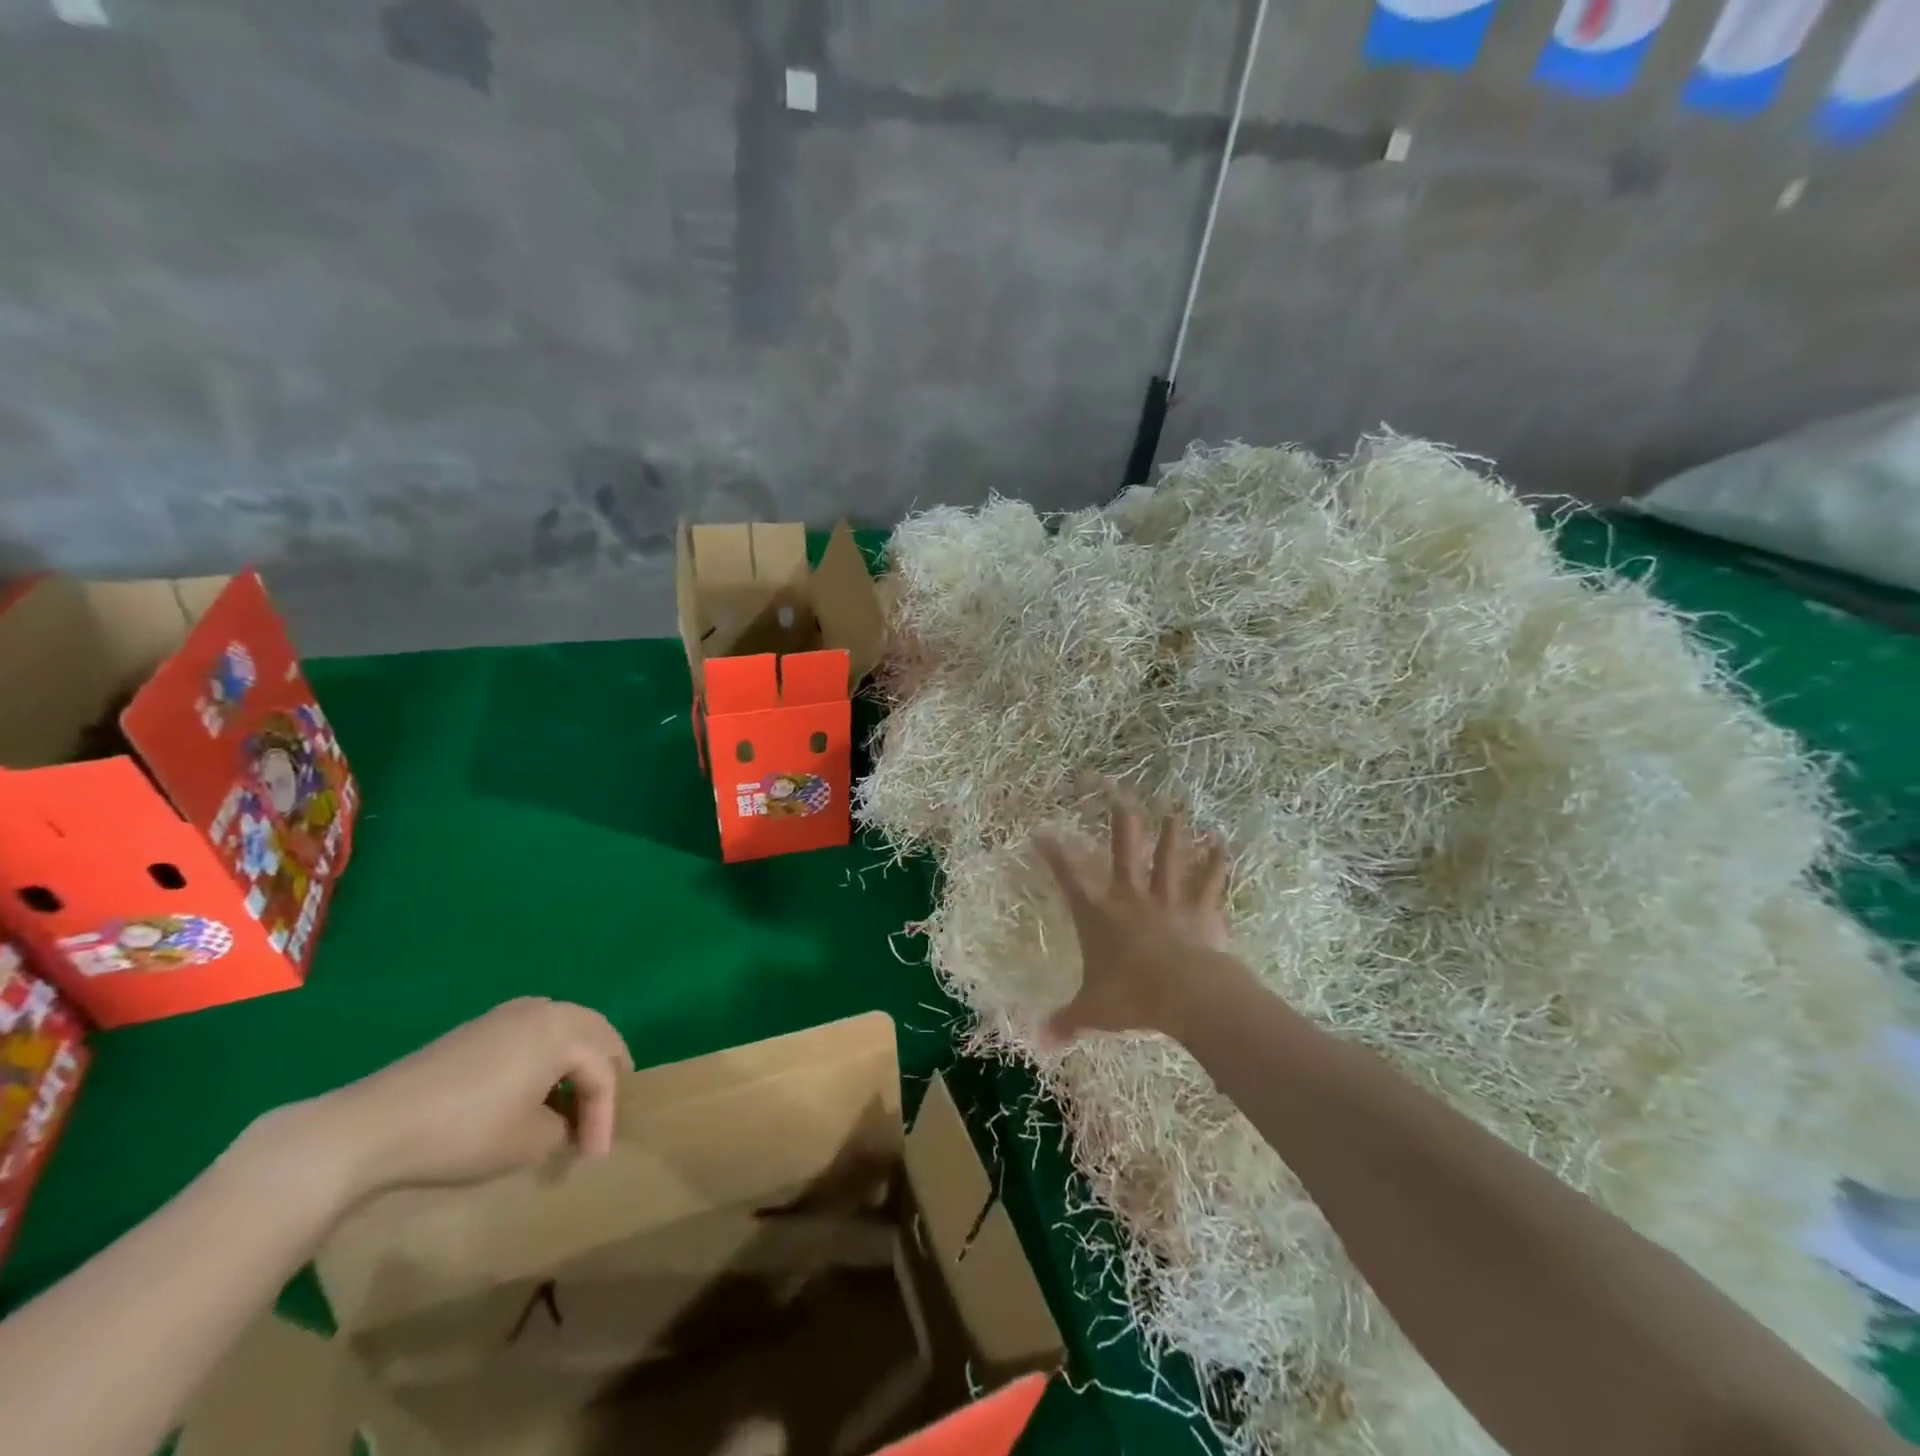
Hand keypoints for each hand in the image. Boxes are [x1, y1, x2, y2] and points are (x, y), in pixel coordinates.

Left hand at [273, 998, 634, 1203]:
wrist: (372, 1127)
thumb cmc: (465, 1132)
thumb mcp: (529, 1142)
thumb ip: (564, 1130)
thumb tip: (565, 1126)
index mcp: (564, 1031)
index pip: (603, 1073)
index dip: (606, 1117)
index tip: (594, 1159)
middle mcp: (546, 1009)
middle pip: (597, 1036)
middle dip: (606, 1075)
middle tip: (605, 1115)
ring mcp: (511, 1014)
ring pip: (568, 1030)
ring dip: (579, 1064)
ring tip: (574, 1103)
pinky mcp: (483, 1026)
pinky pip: (538, 1033)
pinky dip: (550, 1058)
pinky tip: (536, 1092)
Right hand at [1034, 787, 1243, 1046]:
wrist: (1186, 994)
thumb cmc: (1132, 997)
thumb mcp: (1092, 1012)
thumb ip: (1066, 1023)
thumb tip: (1039, 1041)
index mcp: (1098, 913)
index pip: (1068, 875)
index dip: (1053, 851)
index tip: (1042, 830)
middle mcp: (1131, 895)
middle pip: (1124, 846)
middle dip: (1119, 816)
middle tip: (1116, 791)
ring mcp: (1168, 898)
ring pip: (1169, 854)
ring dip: (1172, 832)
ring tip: (1174, 812)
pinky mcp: (1200, 909)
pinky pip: (1210, 881)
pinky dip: (1217, 862)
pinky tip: (1223, 844)